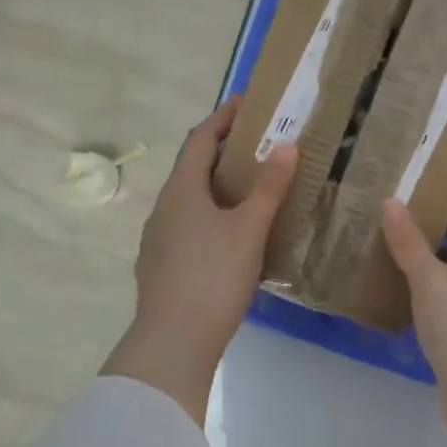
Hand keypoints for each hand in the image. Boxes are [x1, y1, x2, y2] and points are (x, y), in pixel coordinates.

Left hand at [102, 95, 297, 420]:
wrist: (173, 342)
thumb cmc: (213, 277)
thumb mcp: (248, 230)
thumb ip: (269, 188)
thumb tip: (288, 145)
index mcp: (182, 190)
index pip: (200, 139)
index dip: (222, 119)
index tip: (246, 104)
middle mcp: (164, 207)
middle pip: (193, 168)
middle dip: (223, 153)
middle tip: (258, 147)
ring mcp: (158, 238)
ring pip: (189, 200)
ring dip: (216, 187)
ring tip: (250, 190)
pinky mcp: (161, 265)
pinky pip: (188, 225)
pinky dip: (210, 216)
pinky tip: (231, 236)